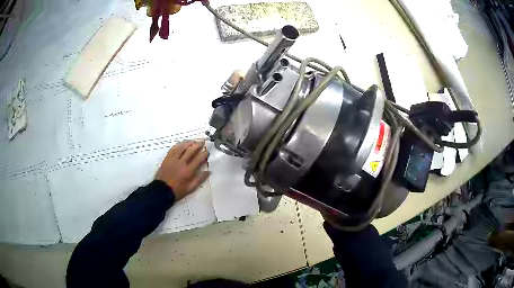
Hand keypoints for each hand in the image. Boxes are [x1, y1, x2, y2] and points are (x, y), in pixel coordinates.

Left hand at [155, 141, 209, 200]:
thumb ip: (199, 179)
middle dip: (198, 145)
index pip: (199, 159)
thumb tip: (208, 171)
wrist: (162, 190)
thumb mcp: (190, 188)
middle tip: (202, 142)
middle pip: (191, 150)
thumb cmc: (177, 191)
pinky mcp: (167, 158)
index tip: (207, 151)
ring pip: (182, 147)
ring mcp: (173, 160)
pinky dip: (179, 145)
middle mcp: (181, 163)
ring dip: (189, 143)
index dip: (204, 154)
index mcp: (188, 171)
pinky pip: (173, 149)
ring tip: (194, 141)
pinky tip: (182, 143)